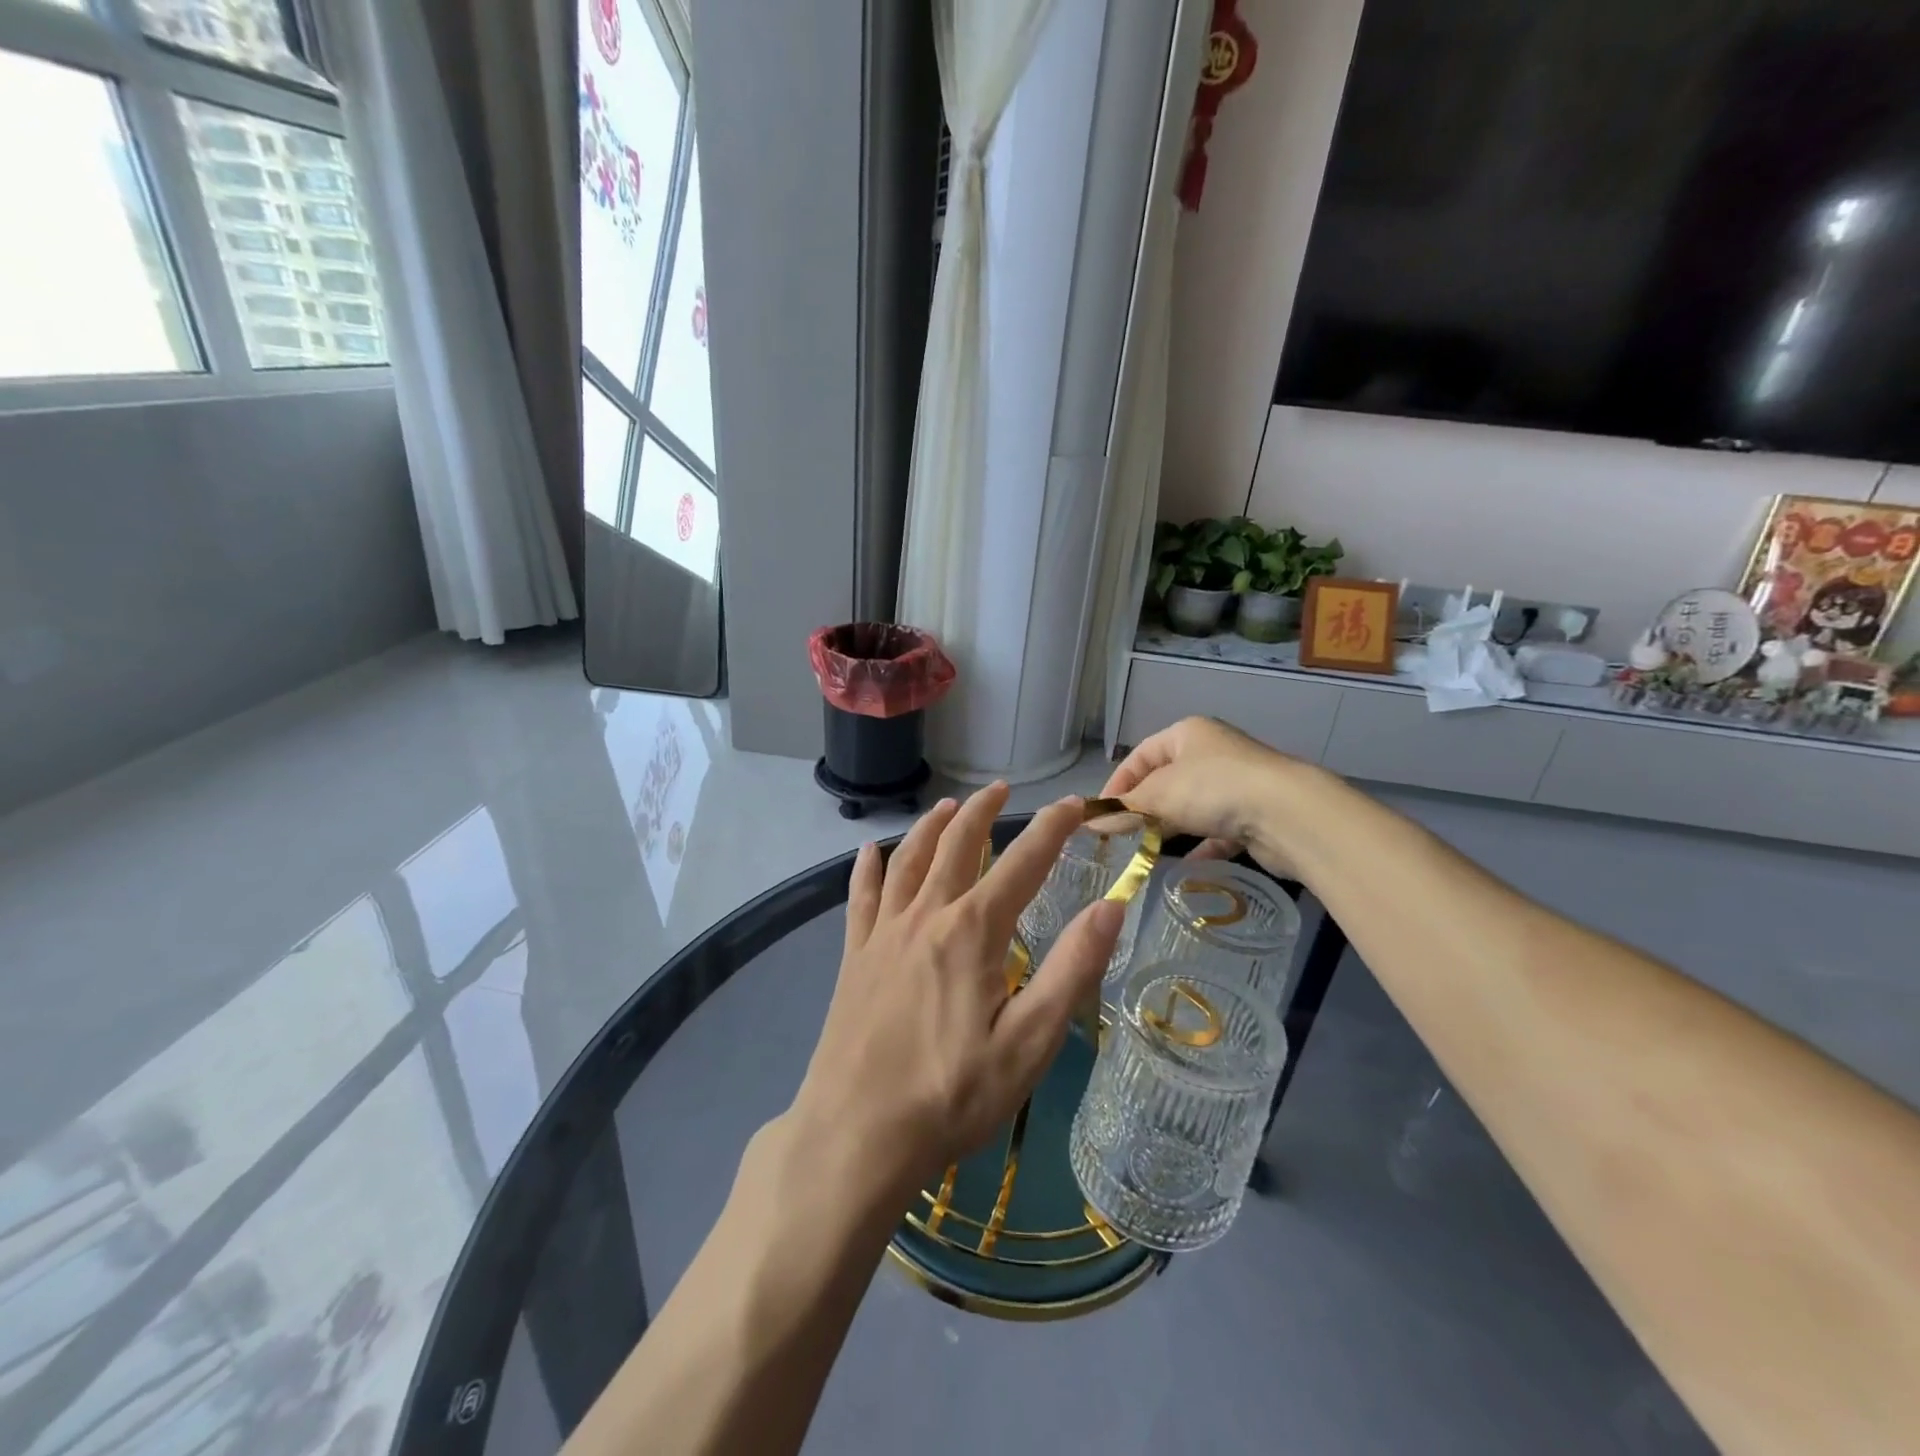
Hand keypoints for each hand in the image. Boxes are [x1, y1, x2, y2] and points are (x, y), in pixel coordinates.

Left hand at [788, 784, 1123, 1199]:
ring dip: (931, 827)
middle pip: (957, 845)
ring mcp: (884, 933)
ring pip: (909, 860)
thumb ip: (1071, 970)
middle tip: (1001, 790)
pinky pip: (860, 897)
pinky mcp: (854, 956)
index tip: (1076, 805)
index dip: (1053, 829)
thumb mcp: (1030, 1043)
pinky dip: (866, 867)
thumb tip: (1110, 907)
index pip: (1023, 862)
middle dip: (983, 812)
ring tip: (948, 807)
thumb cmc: (952, 1094)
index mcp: (973, 931)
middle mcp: (926, 916)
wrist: (857, 1134)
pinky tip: (869, 850)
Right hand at [1100, 716, 1303, 872]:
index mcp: (1187, 734)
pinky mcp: (1255, 815)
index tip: (1101, 815)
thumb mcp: (1159, 795)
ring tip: (1147, 851)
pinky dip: (1201, 846)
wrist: (1288, 814)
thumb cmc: (1214, 789)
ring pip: (1192, 806)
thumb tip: (1088, 822)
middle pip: (1166, 781)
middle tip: (1121, 836)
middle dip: (1143, 808)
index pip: (1140, 756)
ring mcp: (1237, 783)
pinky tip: (1186, 865)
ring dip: (1170, 827)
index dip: (1117, 784)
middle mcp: (1212, 752)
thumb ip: (1124, 809)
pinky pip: (1219, 831)